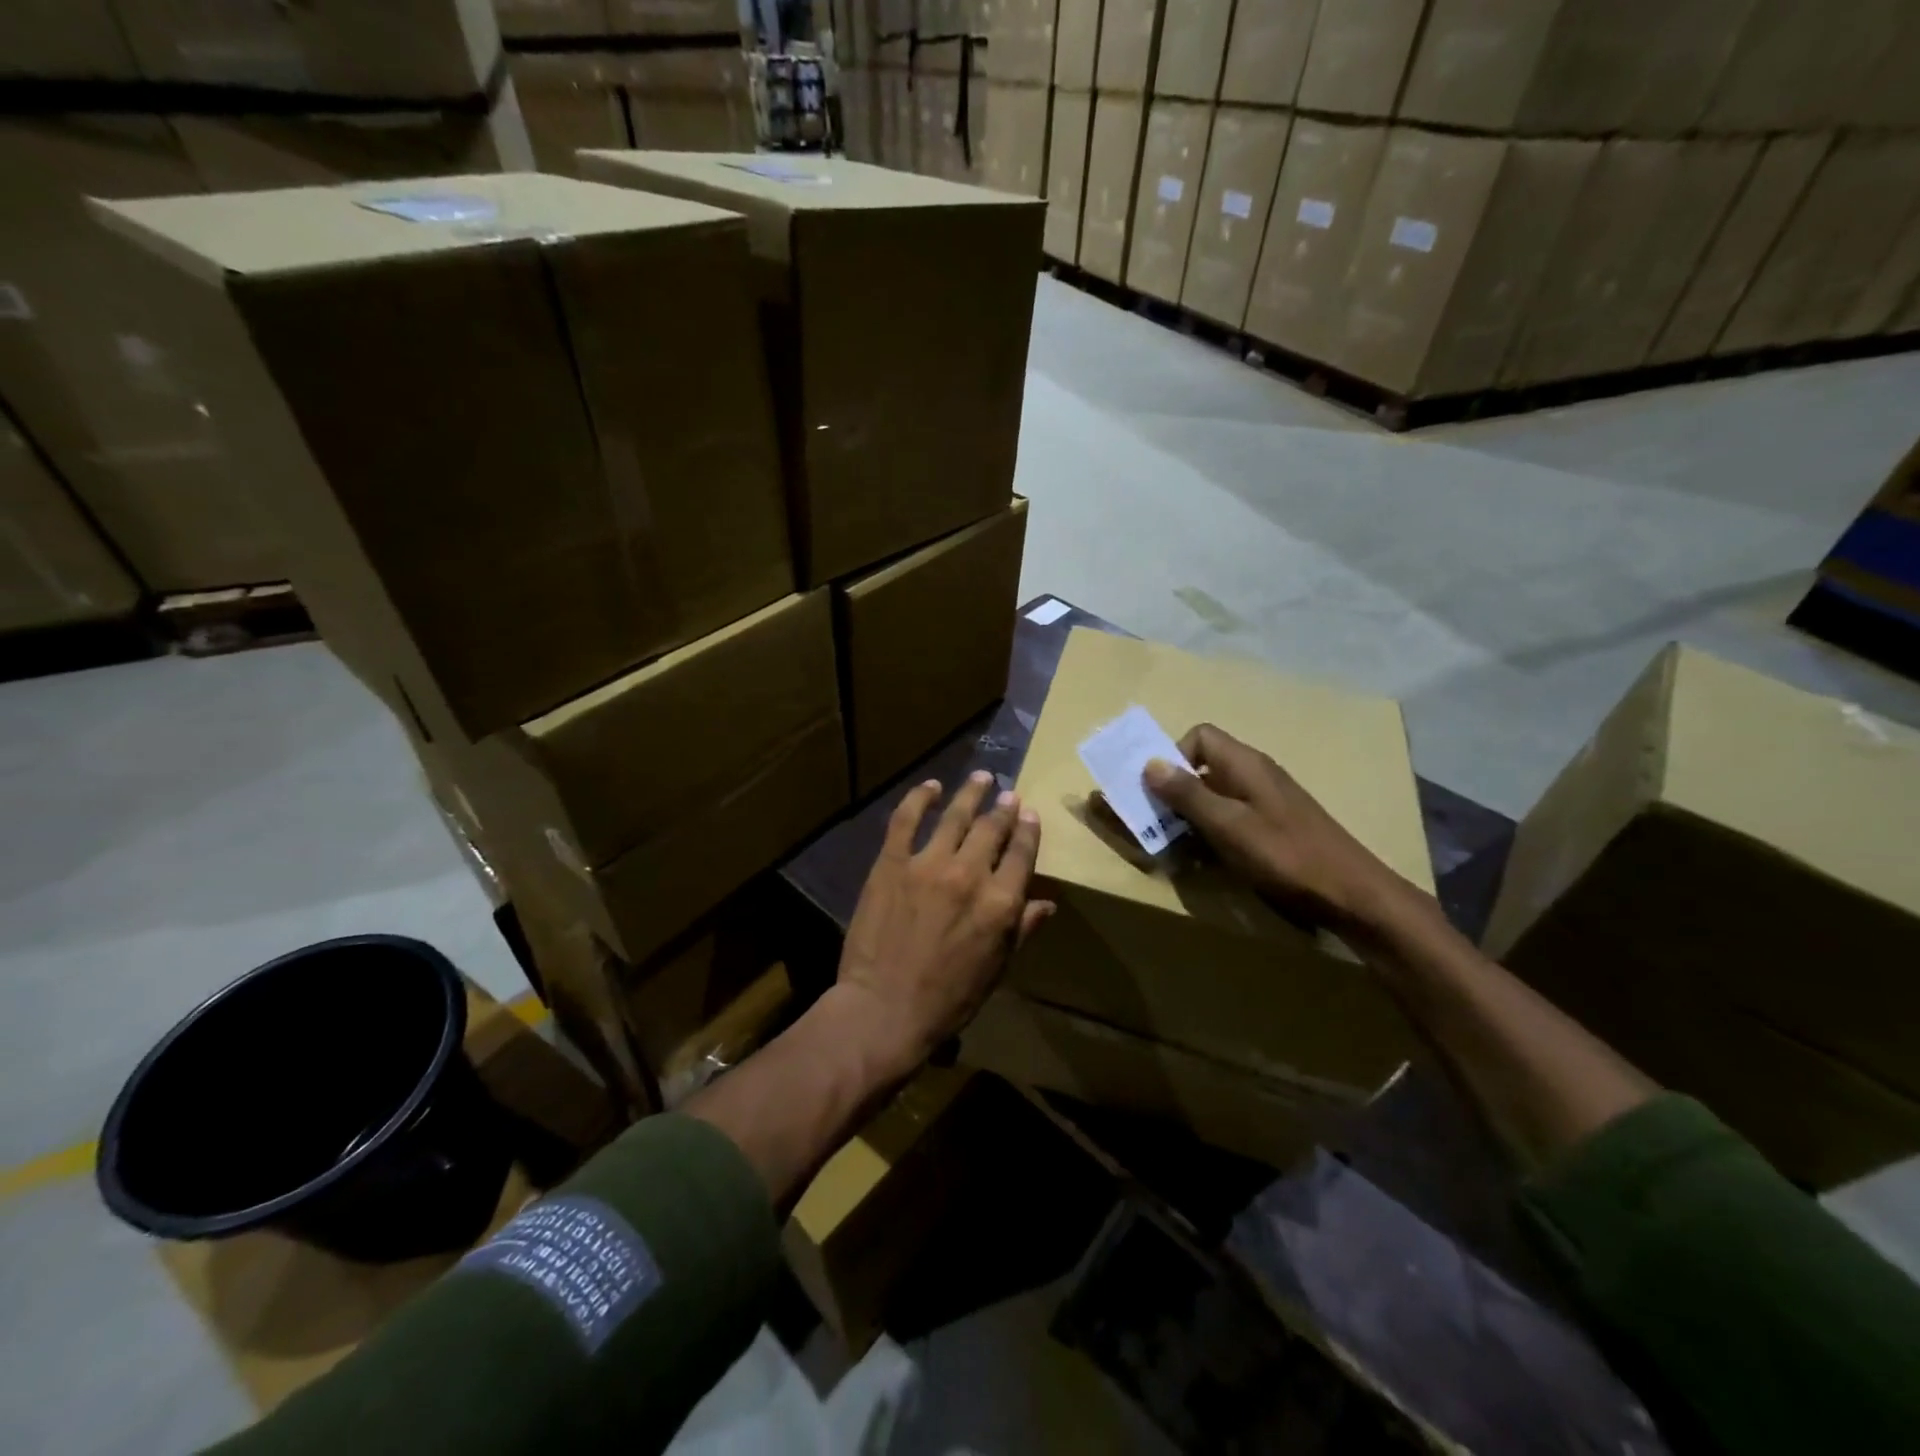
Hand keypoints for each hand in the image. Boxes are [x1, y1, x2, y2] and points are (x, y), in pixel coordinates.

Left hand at [834, 771, 1053, 1077]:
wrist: (885, 1009)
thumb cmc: (948, 1000)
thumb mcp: (996, 969)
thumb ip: (1022, 930)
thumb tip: (1047, 903)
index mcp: (1001, 903)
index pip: (1022, 854)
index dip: (1028, 830)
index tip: (1030, 814)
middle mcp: (970, 874)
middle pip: (992, 828)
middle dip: (1004, 808)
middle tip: (1008, 795)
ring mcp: (928, 864)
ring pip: (956, 816)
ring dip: (971, 793)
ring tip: (981, 777)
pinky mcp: (892, 863)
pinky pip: (906, 819)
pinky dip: (919, 798)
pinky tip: (930, 786)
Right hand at [1143, 724, 1406, 928]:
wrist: (1351, 894)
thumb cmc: (1286, 855)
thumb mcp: (1228, 825)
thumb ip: (1188, 794)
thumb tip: (1150, 764)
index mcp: (1244, 764)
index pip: (1200, 736)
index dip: (1174, 757)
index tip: (1162, 792)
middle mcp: (1254, 774)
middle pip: (1202, 766)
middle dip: (1174, 791)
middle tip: (1156, 824)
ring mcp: (1264, 801)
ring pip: (1213, 795)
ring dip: (1190, 816)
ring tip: (1176, 846)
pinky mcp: (1271, 826)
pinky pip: (1229, 818)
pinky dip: (1211, 832)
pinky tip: (1207, 859)